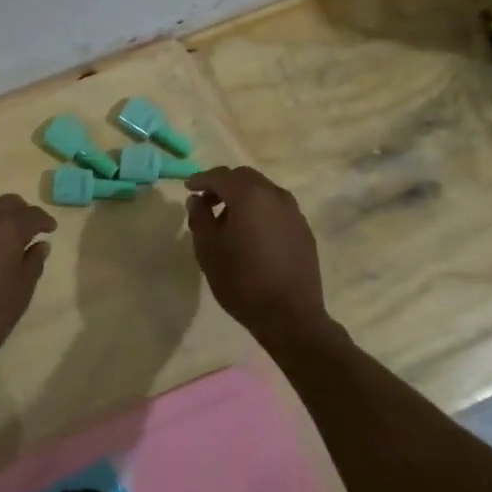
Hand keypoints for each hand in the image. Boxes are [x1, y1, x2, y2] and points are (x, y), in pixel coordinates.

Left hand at [0, 195, 56, 382]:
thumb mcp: (22, 291)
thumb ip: (33, 262)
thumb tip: (40, 245)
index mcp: (5, 229)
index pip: (30, 213)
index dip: (43, 220)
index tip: (50, 230)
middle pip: (4, 204)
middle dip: (20, 213)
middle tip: (29, 232)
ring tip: (3, 247)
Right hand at [184, 167, 334, 346]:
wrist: (290, 316)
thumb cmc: (241, 281)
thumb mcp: (208, 249)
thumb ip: (199, 217)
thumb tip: (197, 200)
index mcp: (249, 196)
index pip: (220, 176)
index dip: (201, 179)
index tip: (188, 187)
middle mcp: (275, 195)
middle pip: (244, 177)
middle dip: (223, 184)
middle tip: (206, 201)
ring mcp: (294, 212)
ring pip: (263, 191)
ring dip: (243, 197)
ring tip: (228, 219)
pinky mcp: (304, 230)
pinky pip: (277, 208)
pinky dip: (260, 210)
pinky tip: (252, 233)